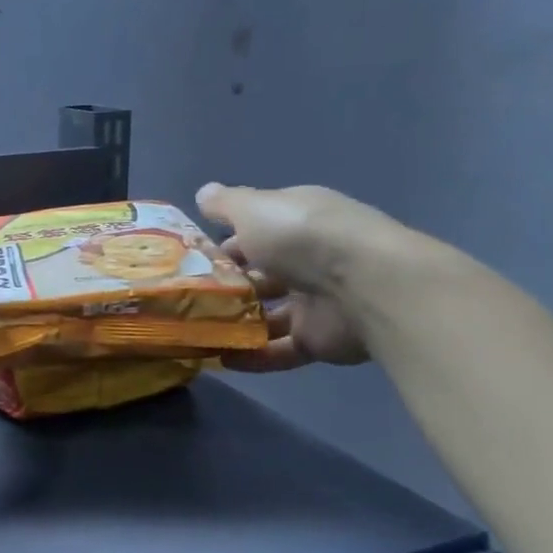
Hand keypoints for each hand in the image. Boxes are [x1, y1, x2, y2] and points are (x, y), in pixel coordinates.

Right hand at [195, 183, 405, 372]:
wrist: (364, 286)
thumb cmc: (301, 237)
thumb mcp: (254, 209)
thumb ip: (226, 204)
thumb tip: (203, 193)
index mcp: (297, 222)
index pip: (257, 232)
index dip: (224, 246)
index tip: (193, 262)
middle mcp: (308, 259)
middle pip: (261, 275)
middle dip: (227, 287)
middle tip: (188, 300)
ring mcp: (316, 301)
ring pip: (267, 315)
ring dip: (235, 324)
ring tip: (196, 332)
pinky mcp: (318, 339)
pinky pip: (278, 350)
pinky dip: (251, 356)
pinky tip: (219, 359)